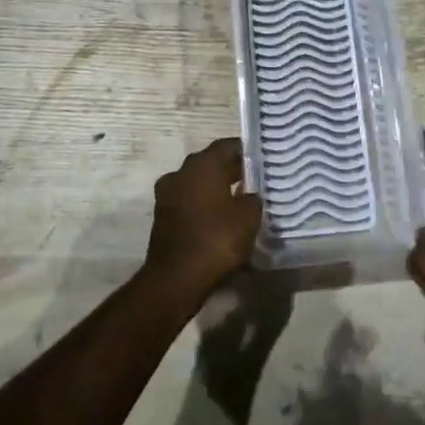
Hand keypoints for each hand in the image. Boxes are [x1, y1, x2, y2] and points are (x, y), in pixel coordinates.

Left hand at [142, 138, 261, 300]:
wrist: (175, 279)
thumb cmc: (216, 239)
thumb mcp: (248, 217)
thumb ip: (253, 198)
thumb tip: (250, 195)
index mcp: (202, 164)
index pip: (227, 145)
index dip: (246, 151)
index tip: (263, 159)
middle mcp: (181, 172)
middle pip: (211, 163)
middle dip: (232, 171)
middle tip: (255, 181)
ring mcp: (167, 194)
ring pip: (198, 183)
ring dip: (216, 190)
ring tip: (239, 202)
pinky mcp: (162, 216)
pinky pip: (189, 202)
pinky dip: (204, 207)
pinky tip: (221, 221)